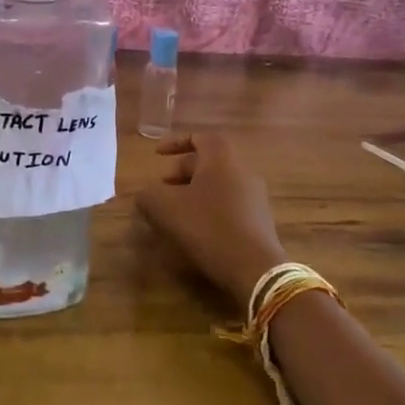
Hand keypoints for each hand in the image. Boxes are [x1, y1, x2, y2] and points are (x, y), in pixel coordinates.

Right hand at [135, 133, 285, 310]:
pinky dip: (209, 206)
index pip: (199, 137)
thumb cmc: (208, 227)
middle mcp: (242, 169)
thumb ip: (148, 196)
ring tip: (175, 209)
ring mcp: (255, 194)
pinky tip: (196, 228)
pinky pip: (229, 202)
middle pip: (209, 161)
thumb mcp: (166, 209)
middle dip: (182, 171)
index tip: (157, 154)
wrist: (255, 268)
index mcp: (221, 158)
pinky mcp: (259, 218)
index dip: (175, 142)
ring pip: (218, 183)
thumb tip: (145, 194)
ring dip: (194, 190)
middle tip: (161, 186)